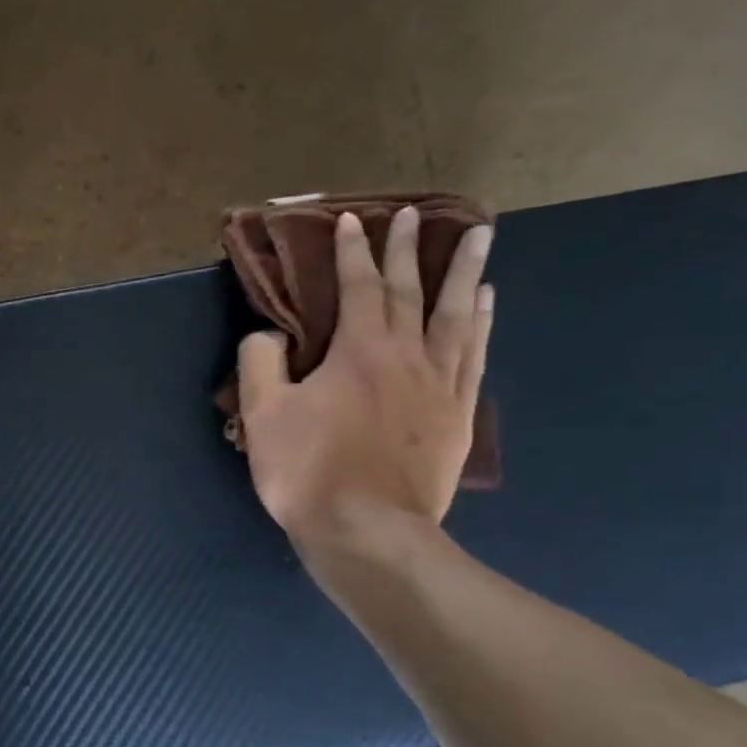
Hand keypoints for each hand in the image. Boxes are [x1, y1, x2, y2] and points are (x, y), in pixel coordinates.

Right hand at [238, 207, 493, 555]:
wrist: (368, 532)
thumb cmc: (309, 471)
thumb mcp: (263, 415)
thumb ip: (260, 362)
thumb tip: (270, 335)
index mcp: (358, 351)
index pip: (357, 287)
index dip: (352, 251)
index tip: (351, 219)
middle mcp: (407, 356)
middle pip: (410, 291)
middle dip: (409, 249)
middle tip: (416, 213)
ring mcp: (440, 385)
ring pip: (457, 316)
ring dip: (464, 273)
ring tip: (479, 239)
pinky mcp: (458, 415)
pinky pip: (475, 355)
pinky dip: (482, 323)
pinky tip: (485, 305)